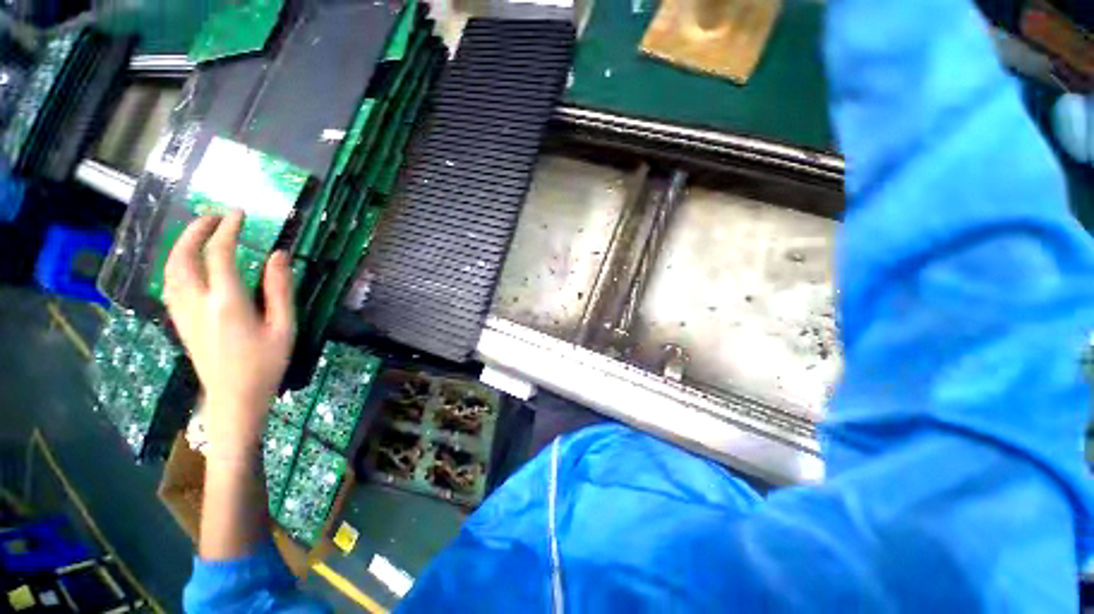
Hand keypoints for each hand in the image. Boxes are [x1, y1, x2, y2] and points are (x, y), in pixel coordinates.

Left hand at [163, 211, 294, 458]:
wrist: (234, 397)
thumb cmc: (266, 363)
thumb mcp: (284, 327)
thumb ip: (280, 289)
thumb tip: (279, 255)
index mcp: (227, 302)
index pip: (219, 254)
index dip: (228, 229)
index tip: (238, 213)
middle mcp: (197, 301)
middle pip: (184, 255)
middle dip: (196, 230)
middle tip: (214, 216)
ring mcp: (183, 311)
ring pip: (170, 268)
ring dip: (183, 244)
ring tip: (201, 233)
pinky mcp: (180, 320)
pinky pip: (170, 283)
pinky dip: (177, 263)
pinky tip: (189, 262)